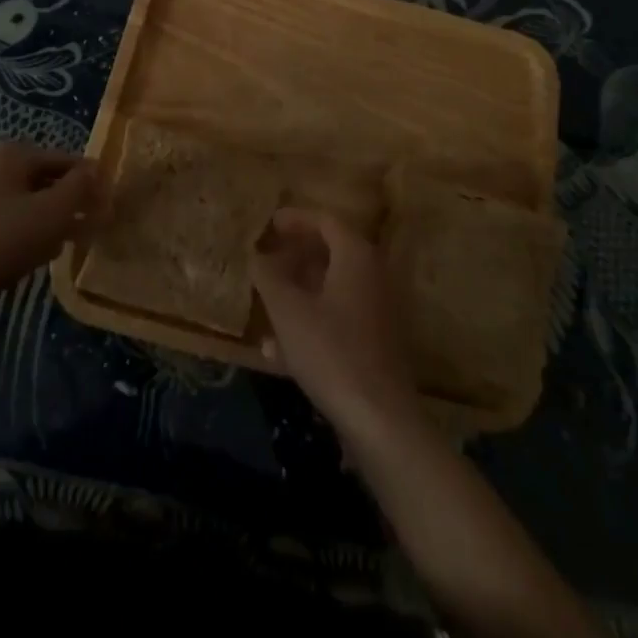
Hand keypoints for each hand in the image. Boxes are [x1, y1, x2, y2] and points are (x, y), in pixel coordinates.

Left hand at [0, 142, 96, 299]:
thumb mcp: (50, 213)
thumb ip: (79, 188)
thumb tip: (97, 170)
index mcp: (10, 153)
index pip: (65, 160)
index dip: (89, 183)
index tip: (106, 211)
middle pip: (43, 180)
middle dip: (67, 203)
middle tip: (88, 230)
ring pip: (22, 202)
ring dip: (46, 221)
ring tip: (63, 247)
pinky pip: (1, 221)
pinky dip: (21, 233)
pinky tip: (28, 258)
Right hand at [251, 208, 419, 437]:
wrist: (380, 419)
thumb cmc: (331, 351)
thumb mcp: (288, 311)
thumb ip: (269, 277)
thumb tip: (257, 255)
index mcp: (356, 255)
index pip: (325, 221)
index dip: (295, 219)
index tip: (269, 224)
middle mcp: (373, 274)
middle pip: (332, 252)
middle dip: (296, 255)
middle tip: (267, 259)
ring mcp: (378, 309)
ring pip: (333, 287)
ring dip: (299, 291)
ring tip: (267, 303)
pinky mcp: (377, 342)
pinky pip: (339, 317)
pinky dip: (312, 320)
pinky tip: (278, 350)